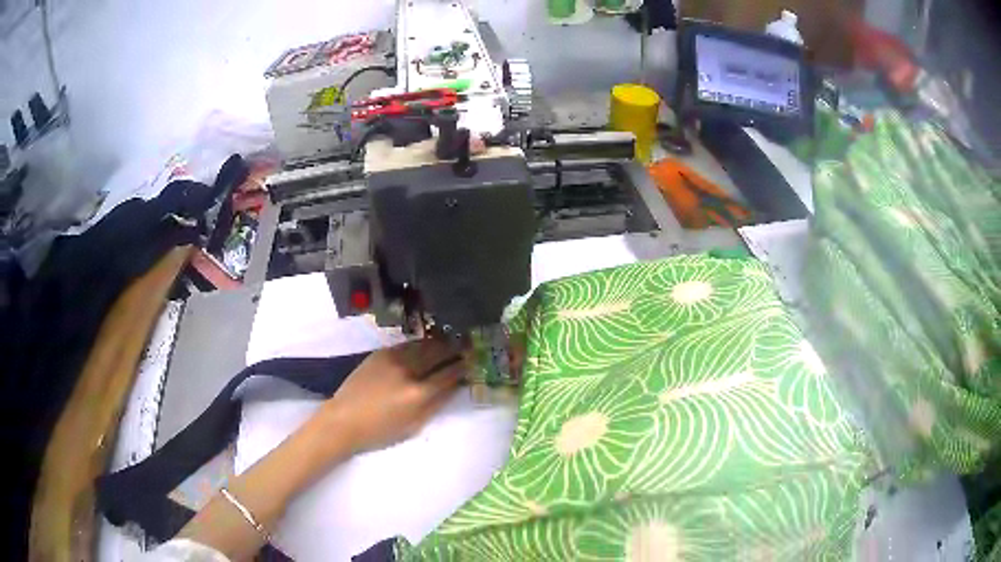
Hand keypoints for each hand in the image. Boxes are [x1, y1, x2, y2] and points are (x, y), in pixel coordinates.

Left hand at [317, 339, 463, 454]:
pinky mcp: (381, 353)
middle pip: (439, 352)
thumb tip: (454, 386)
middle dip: (456, 347)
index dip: (463, 366)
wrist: (344, 420)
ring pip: (423, 344)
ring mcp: (393, 358)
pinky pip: (407, 344)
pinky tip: (427, 345)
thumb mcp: (414, 424)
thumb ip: (436, 404)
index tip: (473, 361)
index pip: (449, 374)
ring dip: (440, 342)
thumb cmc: (380, 431)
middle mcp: (408, 370)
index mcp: (419, 393)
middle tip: (468, 343)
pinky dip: (421, 344)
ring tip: (451, 340)